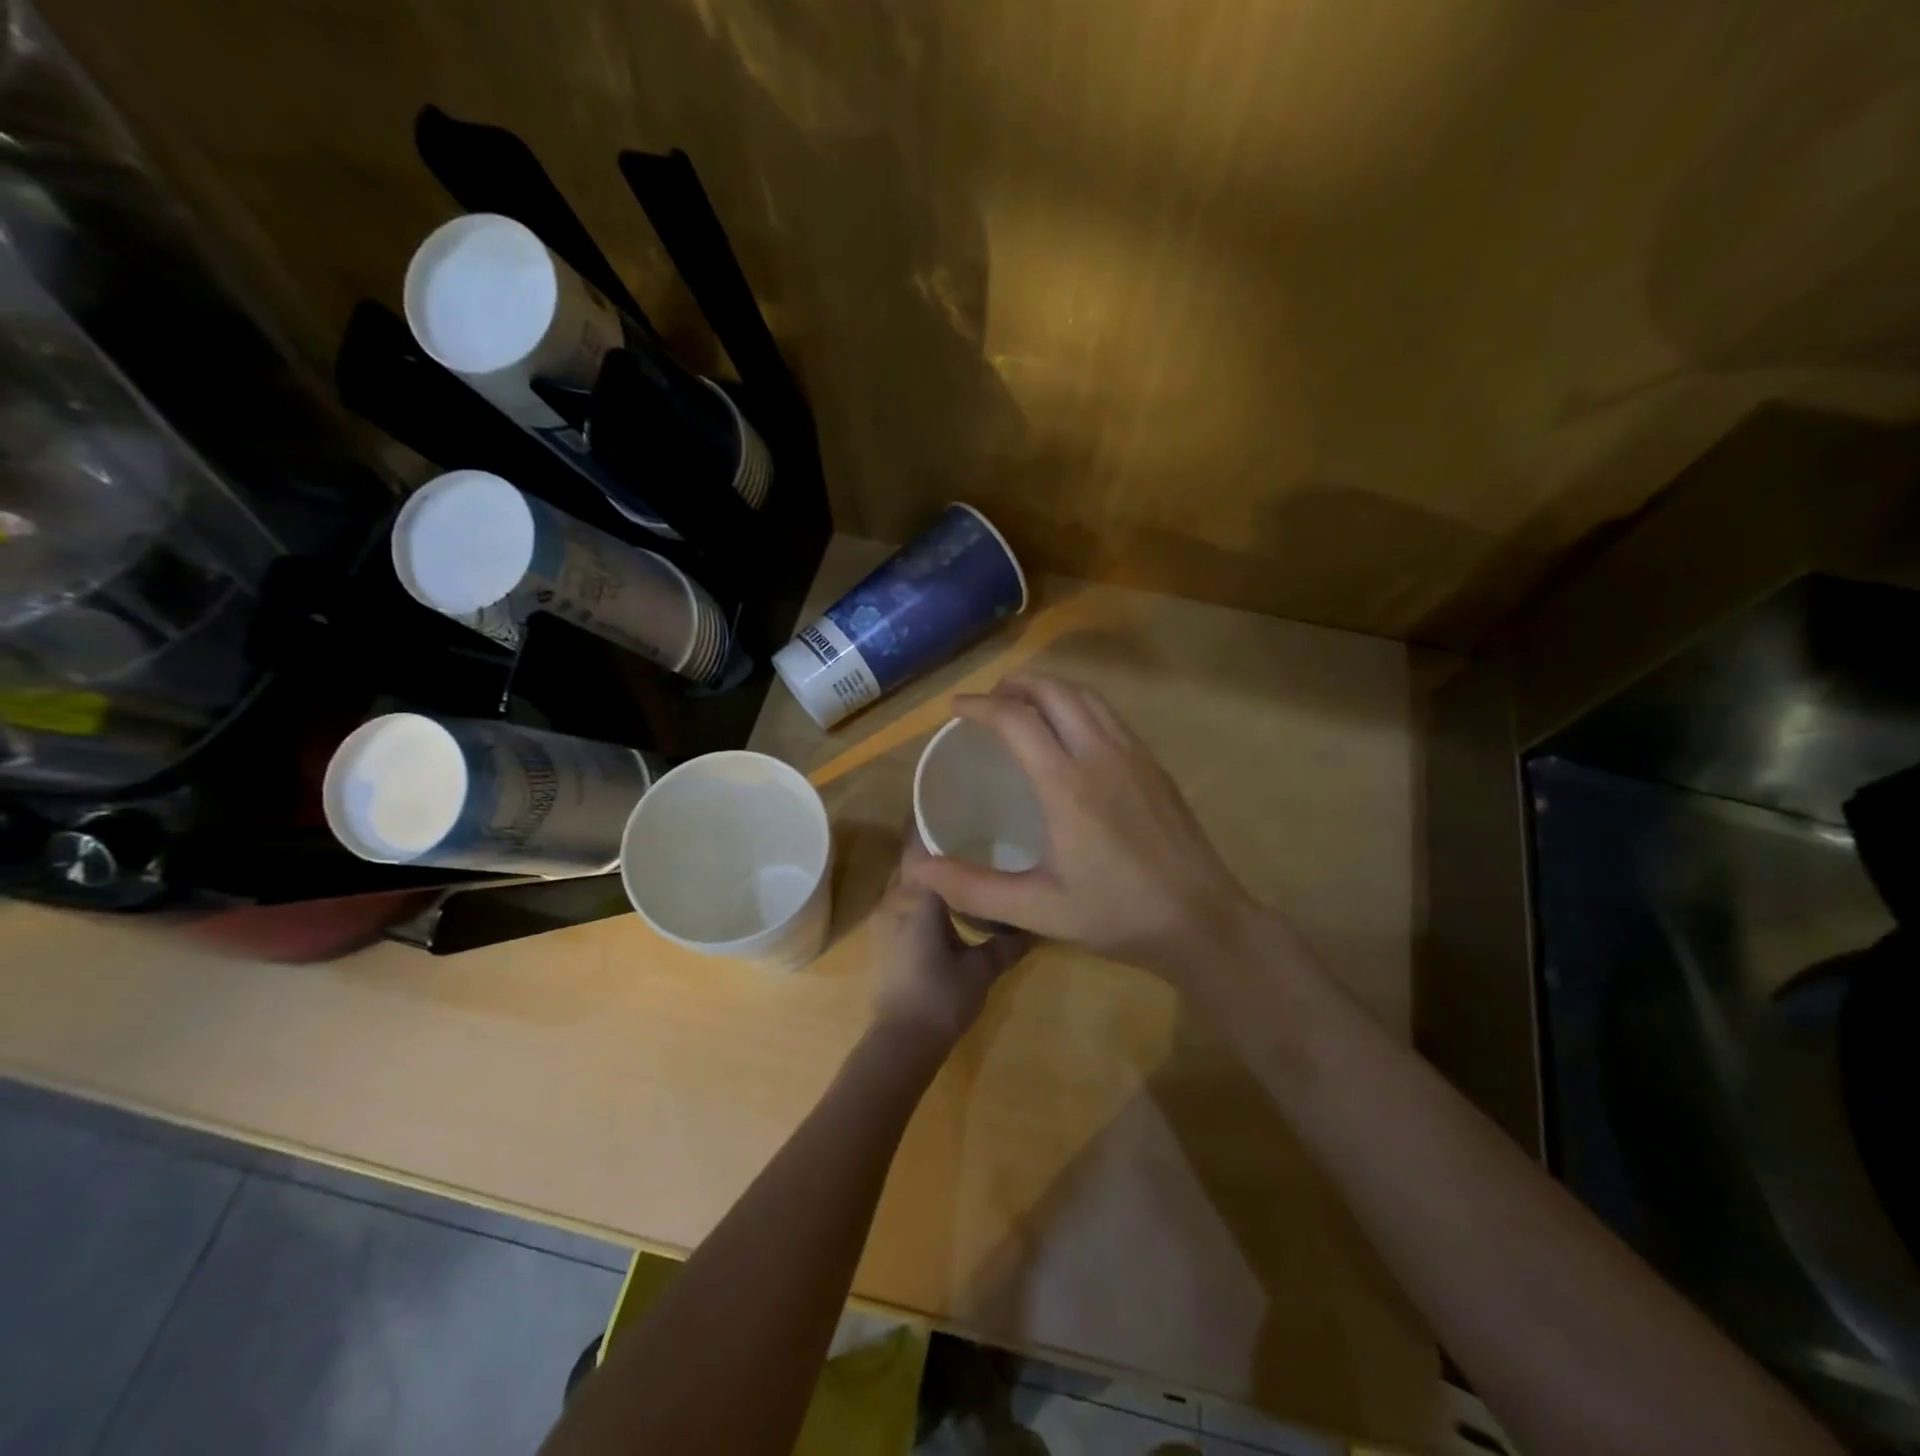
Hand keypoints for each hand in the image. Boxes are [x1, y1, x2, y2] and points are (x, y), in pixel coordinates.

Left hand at [870, 835, 1029, 1051]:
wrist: (901, 1042)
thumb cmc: (941, 997)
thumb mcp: (983, 969)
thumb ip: (1009, 943)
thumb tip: (1038, 925)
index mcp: (918, 899)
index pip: (920, 848)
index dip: (933, 824)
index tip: (955, 805)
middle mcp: (896, 901)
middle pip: (911, 861)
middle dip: (932, 843)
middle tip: (966, 827)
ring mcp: (886, 921)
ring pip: (905, 881)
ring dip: (927, 869)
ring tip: (960, 856)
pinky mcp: (887, 940)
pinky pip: (903, 901)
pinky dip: (921, 891)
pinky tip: (946, 896)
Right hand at [905, 676, 1260, 982]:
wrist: (1202, 920)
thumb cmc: (1117, 914)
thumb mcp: (1038, 909)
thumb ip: (973, 887)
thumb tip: (917, 868)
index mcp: (1067, 783)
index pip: (1015, 720)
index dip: (979, 706)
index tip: (955, 709)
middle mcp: (1100, 754)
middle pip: (1054, 691)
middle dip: (1015, 685)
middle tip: (988, 702)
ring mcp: (1134, 755)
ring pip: (1086, 696)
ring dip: (1049, 689)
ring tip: (1024, 705)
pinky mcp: (1154, 765)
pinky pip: (1109, 715)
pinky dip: (1078, 705)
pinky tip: (1071, 733)